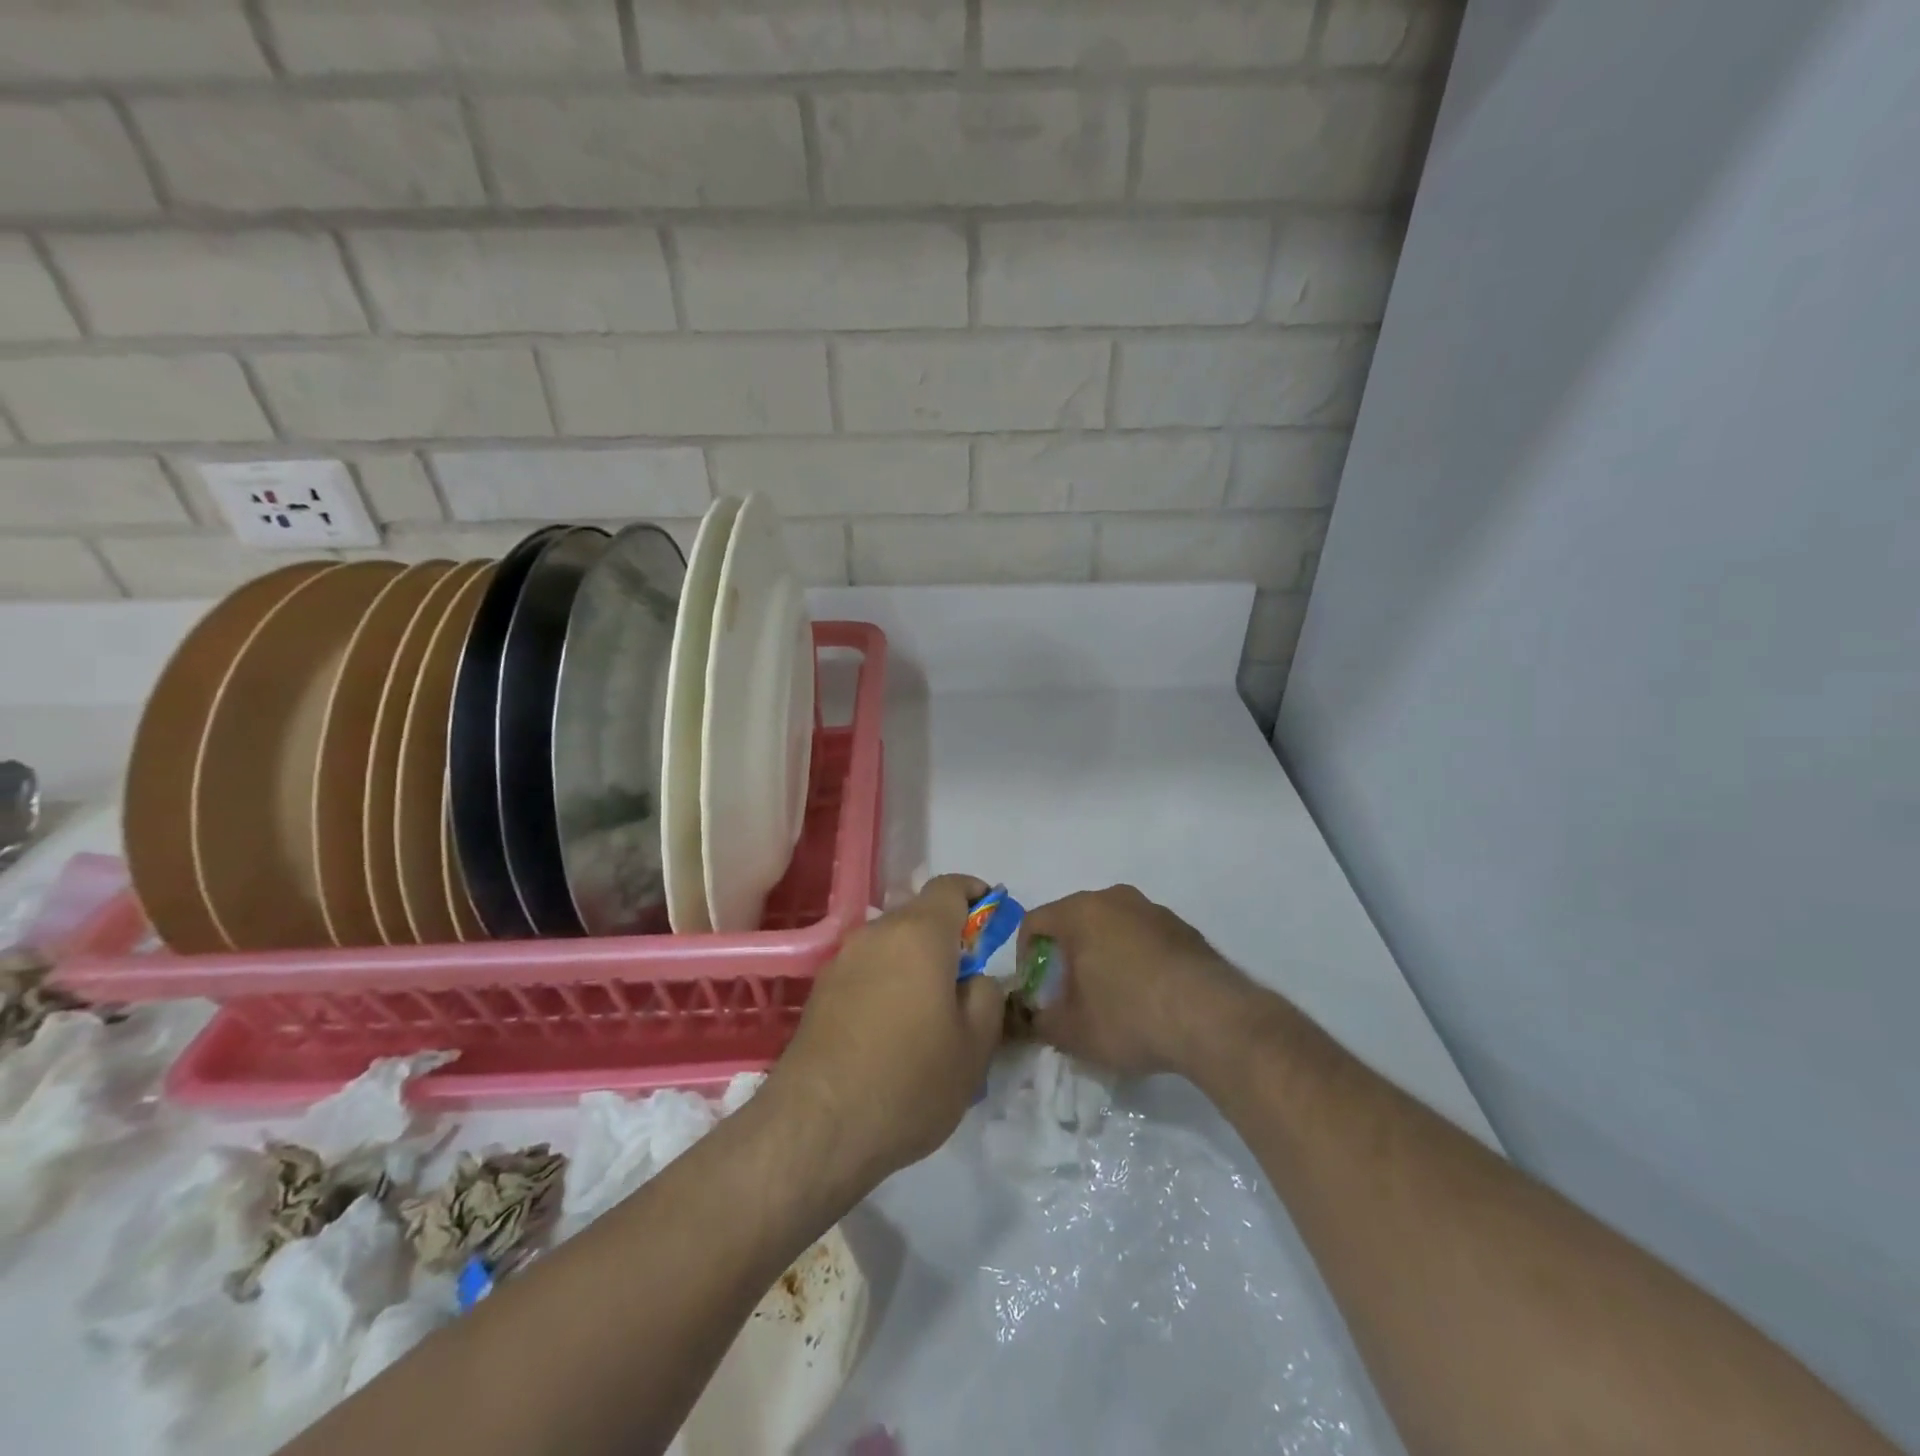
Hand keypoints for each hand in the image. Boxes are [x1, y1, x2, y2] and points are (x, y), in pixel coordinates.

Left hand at [765, 875, 1006, 1190]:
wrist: (816, 1127)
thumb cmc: (909, 1081)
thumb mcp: (975, 1046)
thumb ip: (986, 997)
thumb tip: (973, 979)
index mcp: (919, 933)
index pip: (950, 887)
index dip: (976, 894)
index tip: (992, 916)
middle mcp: (876, 934)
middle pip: (919, 917)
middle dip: (947, 938)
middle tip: (967, 983)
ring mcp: (841, 961)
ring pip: (891, 946)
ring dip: (915, 964)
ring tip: (930, 1016)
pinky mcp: (820, 991)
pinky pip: (867, 971)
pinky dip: (887, 984)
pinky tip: (892, 1033)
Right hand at [1020, 884, 1250, 1077]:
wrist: (1212, 1019)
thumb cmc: (1128, 1016)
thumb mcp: (1072, 1032)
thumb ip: (1042, 1022)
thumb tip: (1036, 1019)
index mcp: (1080, 912)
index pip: (1035, 921)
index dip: (1026, 954)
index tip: (1036, 987)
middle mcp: (1115, 899)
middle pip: (1075, 920)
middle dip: (1066, 953)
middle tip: (1069, 992)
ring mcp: (1154, 910)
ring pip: (1112, 926)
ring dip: (1102, 954)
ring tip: (1110, 996)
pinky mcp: (1184, 929)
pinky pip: (1144, 937)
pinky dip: (1136, 958)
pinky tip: (1147, 996)